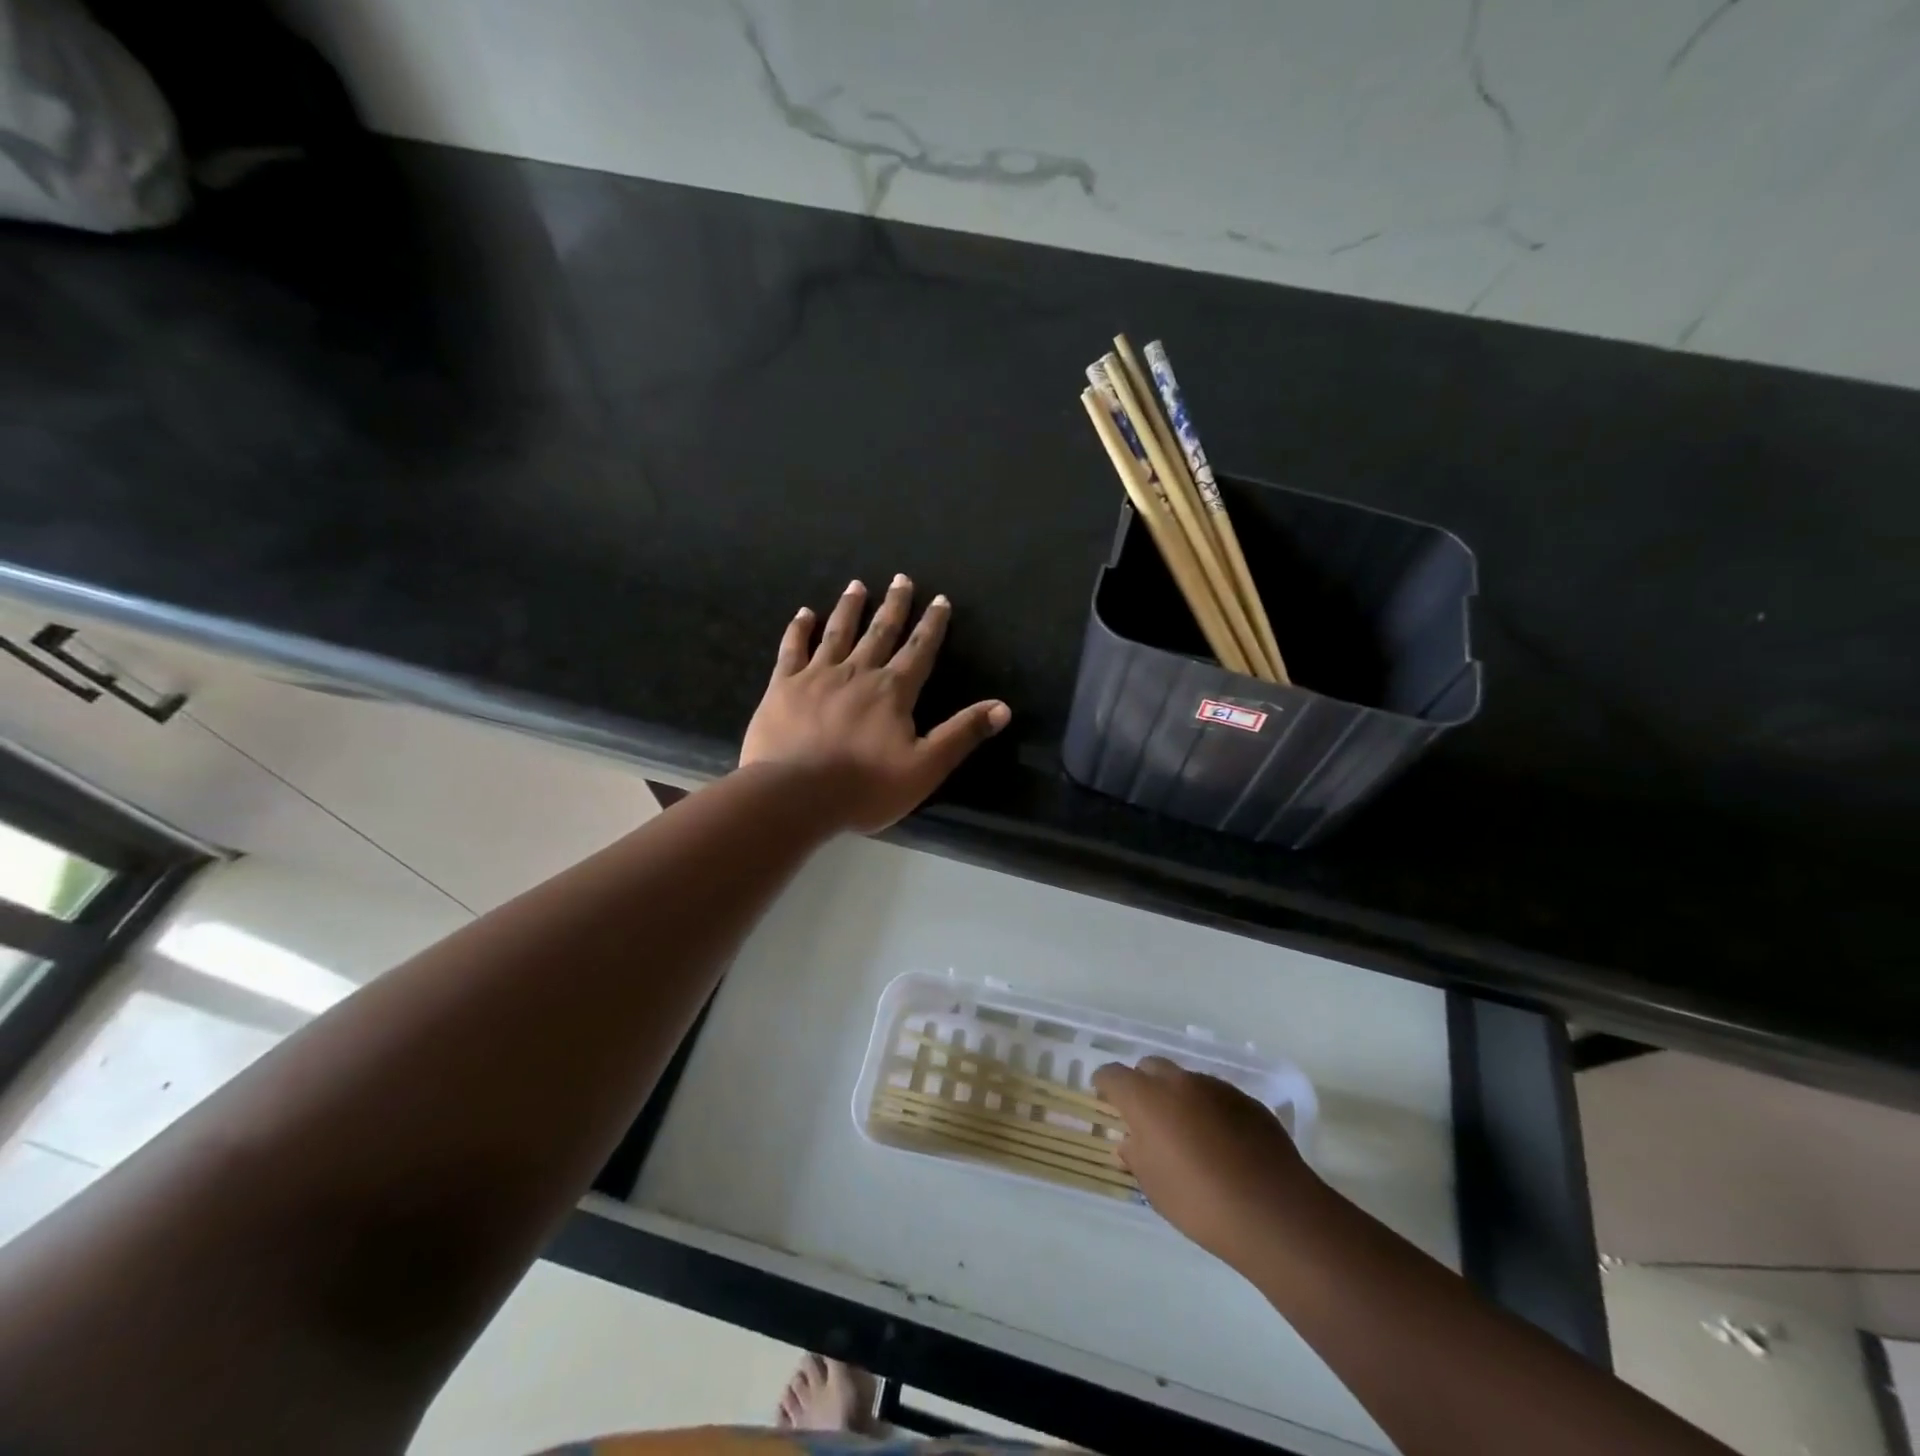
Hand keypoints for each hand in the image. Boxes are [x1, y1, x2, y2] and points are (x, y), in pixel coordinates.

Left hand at [740, 575, 1010, 833]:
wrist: (795, 796)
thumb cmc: (865, 787)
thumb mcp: (925, 767)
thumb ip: (962, 734)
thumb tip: (1003, 707)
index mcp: (893, 691)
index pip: (919, 650)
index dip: (932, 625)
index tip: (940, 600)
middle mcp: (857, 672)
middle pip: (880, 632)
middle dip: (894, 605)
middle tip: (901, 579)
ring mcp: (817, 676)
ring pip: (838, 632)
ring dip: (850, 607)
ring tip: (857, 585)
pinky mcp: (783, 686)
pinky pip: (793, 649)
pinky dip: (799, 629)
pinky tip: (804, 613)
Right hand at [1094, 1057, 1320, 1268]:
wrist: (1274, 1212)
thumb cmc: (1200, 1203)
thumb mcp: (1154, 1187)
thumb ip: (1136, 1156)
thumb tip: (1131, 1141)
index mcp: (1146, 1098)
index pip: (1113, 1075)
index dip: (1105, 1085)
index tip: (1105, 1099)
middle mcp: (1179, 1082)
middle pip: (1150, 1067)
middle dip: (1143, 1084)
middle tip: (1146, 1117)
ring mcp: (1216, 1087)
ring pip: (1186, 1081)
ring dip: (1178, 1098)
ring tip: (1187, 1133)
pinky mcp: (1247, 1100)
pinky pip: (1216, 1096)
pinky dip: (1209, 1110)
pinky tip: (1221, 1143)